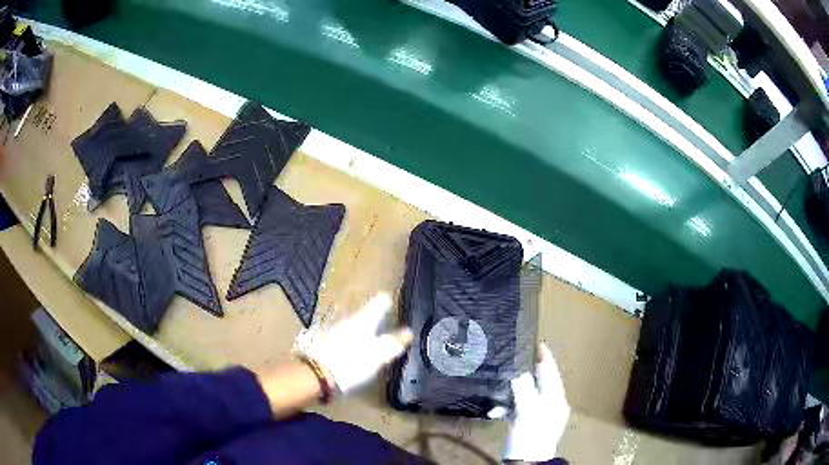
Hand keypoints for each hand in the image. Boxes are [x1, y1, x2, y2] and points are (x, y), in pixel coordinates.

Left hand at [300, 293, 412, 395]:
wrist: (313, 375)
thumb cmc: (349, 364)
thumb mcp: (376, 357)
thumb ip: (392, 345)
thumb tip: (408, 332)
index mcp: (363, 322)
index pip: (377, 304)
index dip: (385, 301)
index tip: (390, 300)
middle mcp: (347, 322)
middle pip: (363, 315)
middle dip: (373, 316)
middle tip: (383, 320)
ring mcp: (333, 332)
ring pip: (351, 326)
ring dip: (360, 329)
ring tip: (369, 336)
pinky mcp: (323, 345)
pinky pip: (342, 338)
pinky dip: (350, 341)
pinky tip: (351, 350)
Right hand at [492, 344, 569, 462]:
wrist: (527, 462)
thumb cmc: (530, 435)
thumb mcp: (527, 411)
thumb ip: (523, 389)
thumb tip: (517, 371)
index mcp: (556, 398)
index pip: (551, 372)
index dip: (544, 357)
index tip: (535, 341)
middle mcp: (551, 404)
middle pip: (540, 381)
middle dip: (528, 369)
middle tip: (515, 355)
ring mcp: (540, 414)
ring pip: (529, 393)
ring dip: (515, 388)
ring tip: (503, 380)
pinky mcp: (529, 423)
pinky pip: (520, 407)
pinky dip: (510, 404)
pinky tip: (496, 409)